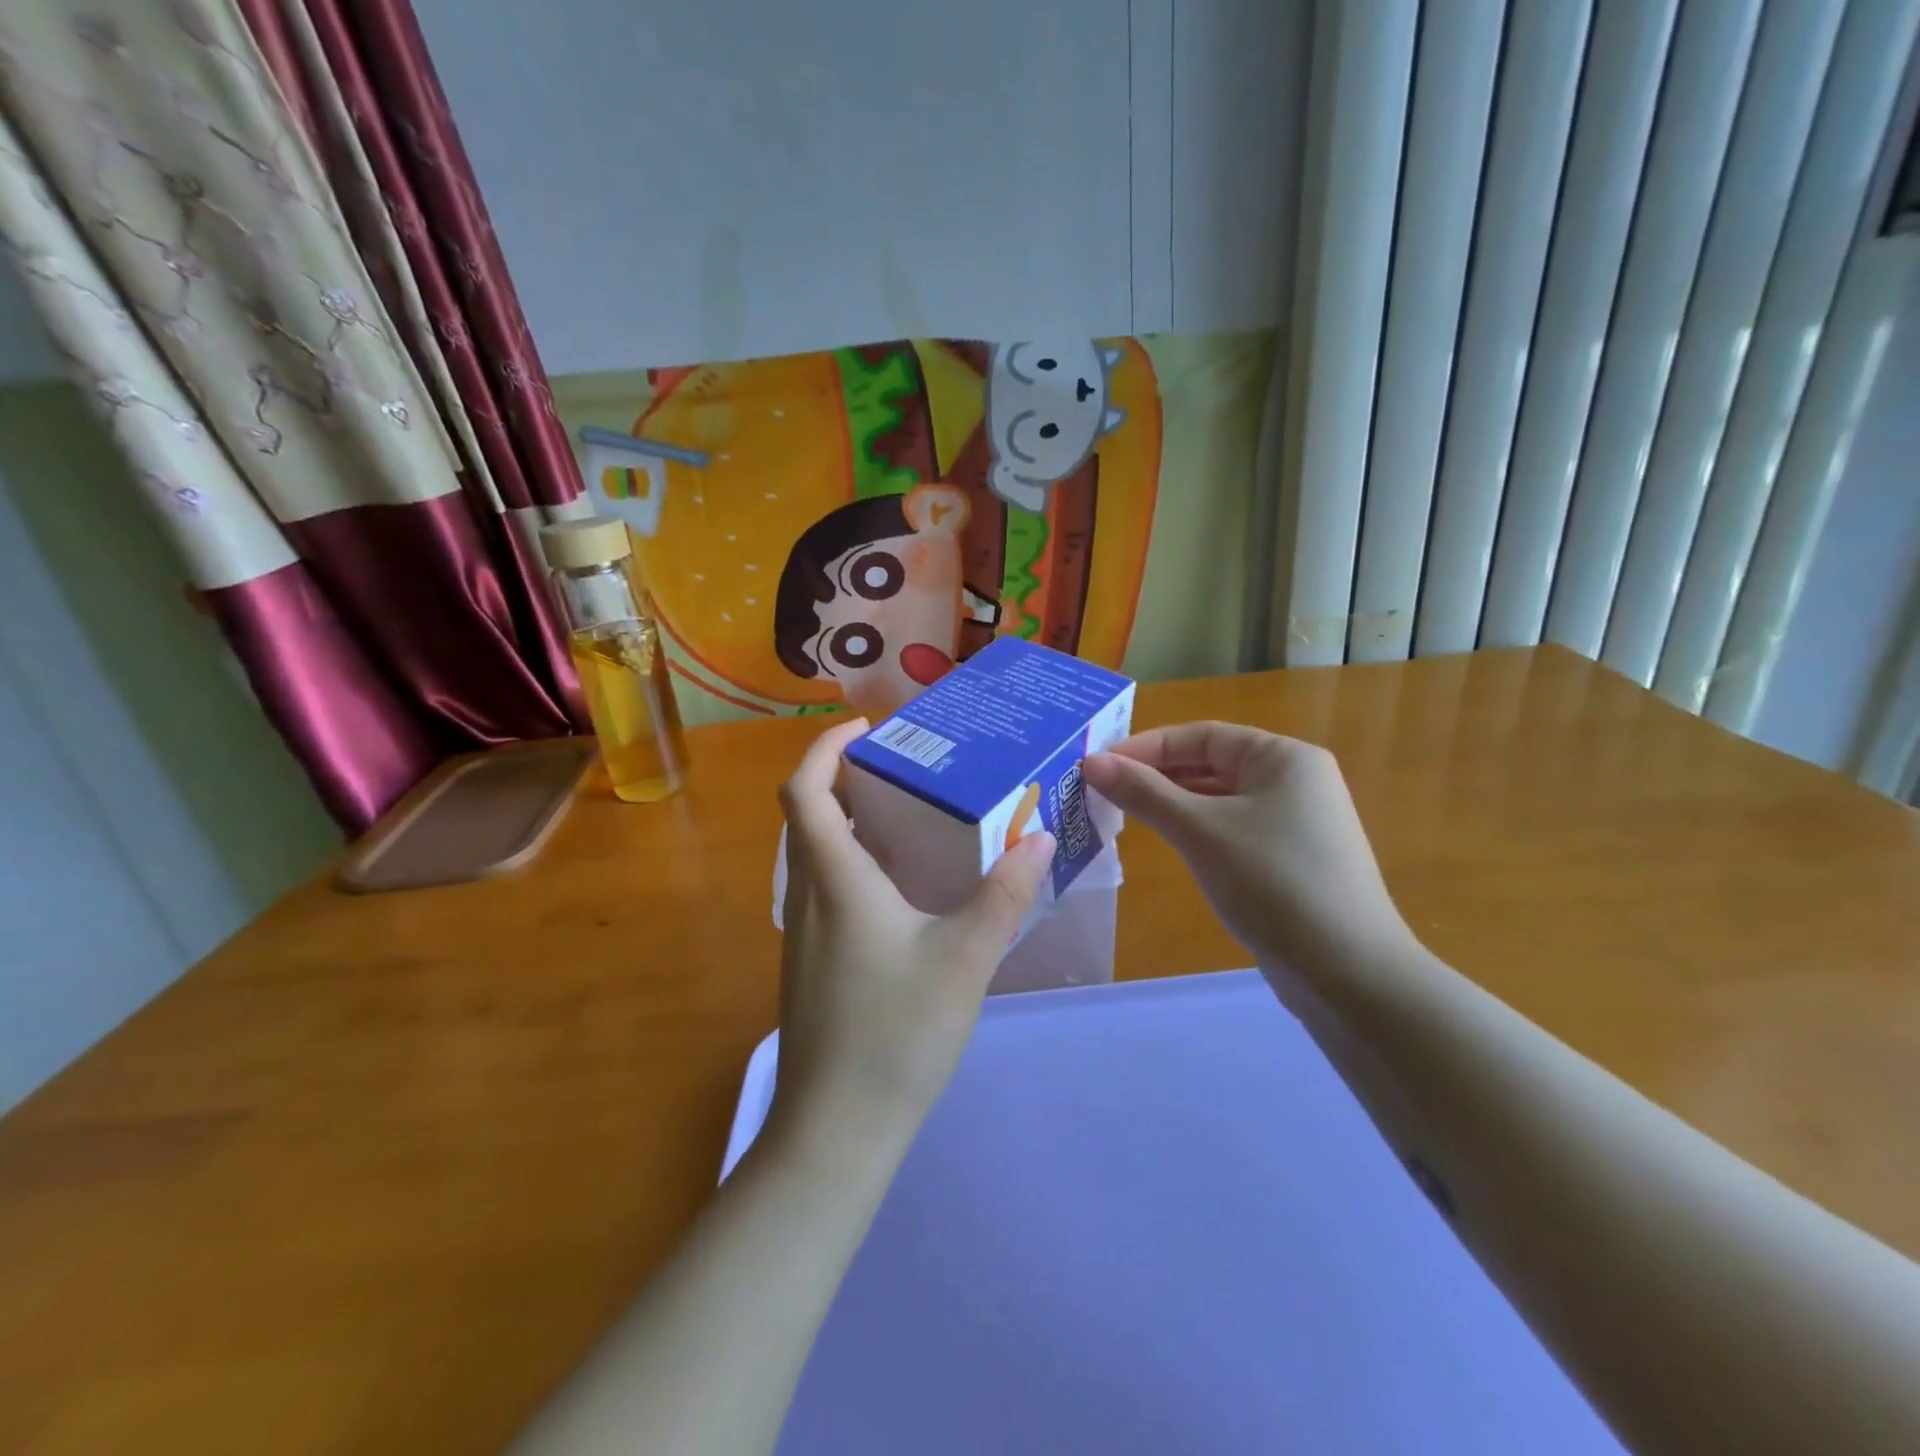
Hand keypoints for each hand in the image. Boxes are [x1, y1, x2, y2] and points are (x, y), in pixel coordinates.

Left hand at [770, 717, 1055, 1163]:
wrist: (836, 1130)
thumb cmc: (896, 1033)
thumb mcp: (964, 958)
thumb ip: (1003, 896)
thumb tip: (1037, 841)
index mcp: (835, 879)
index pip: (805, 789)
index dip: (825, 748)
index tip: (867, 729)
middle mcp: (809, 895)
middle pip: (808, 815)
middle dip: (845, 778)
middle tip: (904, 766)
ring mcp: (805, 933)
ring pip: (817, 854)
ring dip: (850, 821)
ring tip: (910, 815)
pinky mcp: (813, 963)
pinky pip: (826, 888)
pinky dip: (855, 863)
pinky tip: (903, 889)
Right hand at [1081, 722, 1413, 970]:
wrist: (1349, 973)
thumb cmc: (1272, 883)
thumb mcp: (1200, 831)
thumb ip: (1143, 792)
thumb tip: (1091, 763)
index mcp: (1283, 757)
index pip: (1202, 735)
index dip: (1146, 747)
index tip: (1099, 767)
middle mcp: (1295, 780)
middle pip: (1211, 763)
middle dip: (1157, 775)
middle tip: (1104, 792)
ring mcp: (1297, 822)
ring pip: (1220, 799)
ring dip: (1173, 803)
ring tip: (1125, 815)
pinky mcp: (1291, 859)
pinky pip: (1233, 829)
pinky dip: (1198, 830)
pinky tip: (1170, 844)